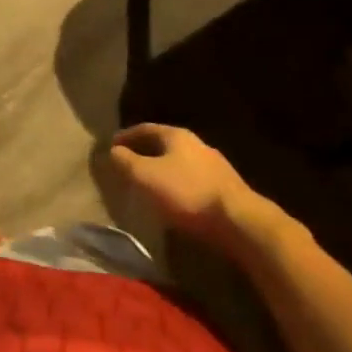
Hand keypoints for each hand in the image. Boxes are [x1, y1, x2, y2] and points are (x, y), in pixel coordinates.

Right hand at [109, 124, 278, 250]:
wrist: (240, 222)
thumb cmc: (187, 193)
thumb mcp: (146, 176)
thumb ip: (125, 162)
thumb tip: (112, 151)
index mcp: (176, 135)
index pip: (144, 129)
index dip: (126, 136)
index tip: (112, 146)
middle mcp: (196, 144)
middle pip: (164, 144)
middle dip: (145, 152)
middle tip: (129, 164)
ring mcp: (215, 165)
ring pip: (180, 162)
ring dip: (163, 169)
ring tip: (150, 183)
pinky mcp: (226, 188)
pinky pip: (193, 180)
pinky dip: (179, 185)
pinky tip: (175, 200)